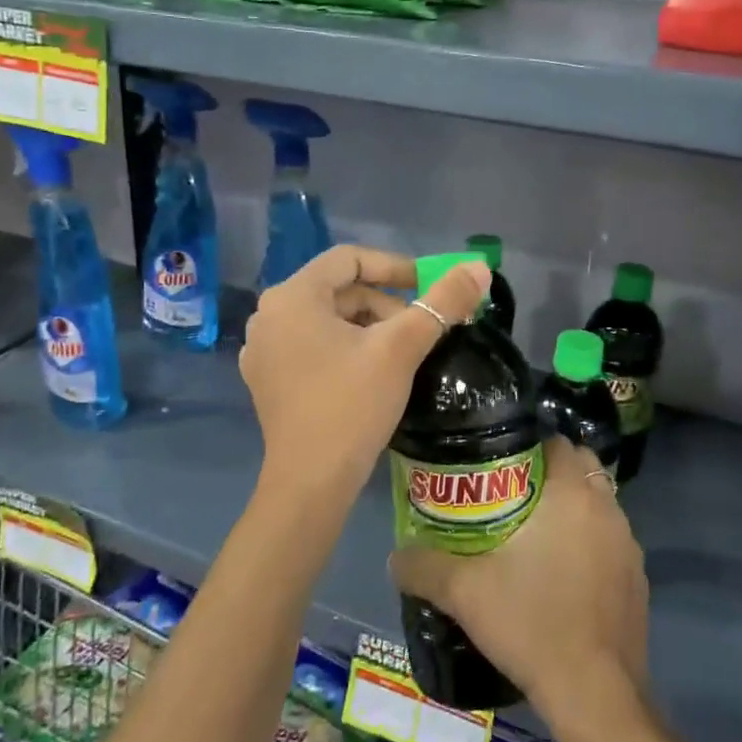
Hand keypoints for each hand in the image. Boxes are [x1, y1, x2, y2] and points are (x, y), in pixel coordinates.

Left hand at [241, 245, 489, 511]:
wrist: (311, 483)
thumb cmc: (352, 405)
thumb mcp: (401, 348)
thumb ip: (442, 302)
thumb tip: (479, 267)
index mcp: (292, 296)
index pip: (348, 258)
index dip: (394, 267)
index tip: (428, 285)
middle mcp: (268, 315)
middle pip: (337, 290)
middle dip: (384, 303)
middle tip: (421, 327)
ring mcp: (263, 349)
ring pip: (326, 319)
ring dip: (368, 326)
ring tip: (402, 351)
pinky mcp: (267, 379)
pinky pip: (312, 345)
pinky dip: (345, 347)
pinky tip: (371, 371)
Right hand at [390, 438, 648, 720]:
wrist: (594, 694)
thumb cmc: (530, 623)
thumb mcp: (463, 592)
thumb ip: (423, 567)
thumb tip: (396, 557)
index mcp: (571, 494)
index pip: (557, 441)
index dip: (529, 446)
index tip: (499, 464)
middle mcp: (607, 509)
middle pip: (580, 468)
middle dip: (551, 474)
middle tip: (512, 496)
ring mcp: (629, 545)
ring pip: (597, 506)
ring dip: (573, 510)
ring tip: (536, 536)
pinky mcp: (638, 580)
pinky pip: (610, 543)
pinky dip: (590, 545)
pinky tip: (563, 577)